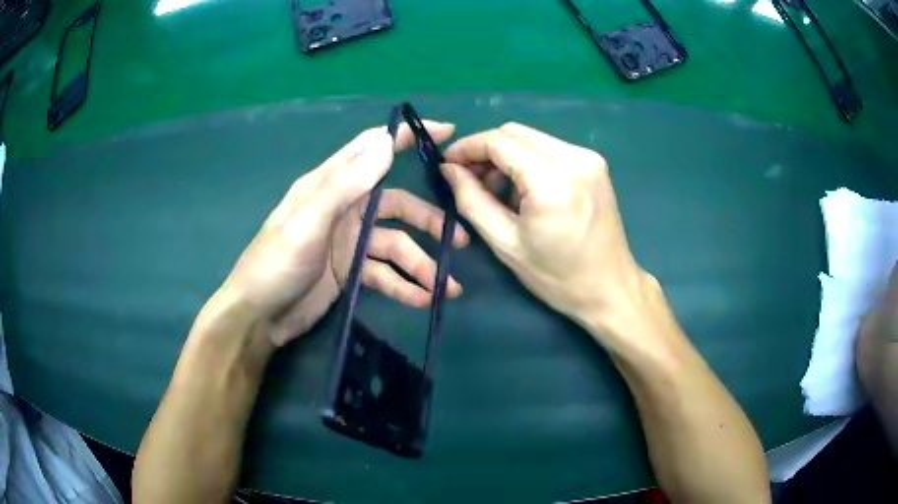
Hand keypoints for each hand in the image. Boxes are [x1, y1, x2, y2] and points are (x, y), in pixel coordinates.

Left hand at [212, 122, 468, 346]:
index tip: (447, 132)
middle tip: (459, 239)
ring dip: (421, 264)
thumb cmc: (275, 265)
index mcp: (329, 186)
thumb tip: (384, 143)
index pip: (371, 149)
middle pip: (396, 205)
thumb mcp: (306, 223)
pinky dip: (405, 286)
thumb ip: (343, 184)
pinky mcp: (351, 272)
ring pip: (395, 245)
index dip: (406, 138)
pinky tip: (423, 299)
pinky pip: (385, 274)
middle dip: (427, 221)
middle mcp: (343, 209)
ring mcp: (349, 242)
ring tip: (446, 287)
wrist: (259, 317)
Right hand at [441, 123, 650, 341]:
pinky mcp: (595, 164)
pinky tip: (523, 188)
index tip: (447, 164)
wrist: (609, 288)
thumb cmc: (556, 277)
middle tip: (469, 178)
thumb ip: (471, 200)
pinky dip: (528, 160)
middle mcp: (574, 158)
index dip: (467, 148)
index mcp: (551, 181)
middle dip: (485, 150)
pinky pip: (549, 148)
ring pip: (532, 137)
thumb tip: (449, 170)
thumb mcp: (505, 243)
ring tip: (496, 189)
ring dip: (506, 155)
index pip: (499, 142)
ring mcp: (588, 158)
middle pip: (514, 132)